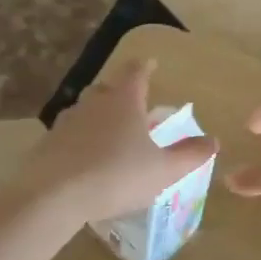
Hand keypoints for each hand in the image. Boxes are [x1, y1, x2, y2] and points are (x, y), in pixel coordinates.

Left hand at [24, 59, 217, 224]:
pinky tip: (85, 158)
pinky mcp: (47, 144)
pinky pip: (69, 134)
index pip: (135, 72)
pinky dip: (80, 139)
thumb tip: (213, 140)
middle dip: (120, 92)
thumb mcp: (163, 170)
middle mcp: (93, 103)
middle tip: (132, 104)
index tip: (150, 63)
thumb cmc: (117, 175)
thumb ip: (189, 155)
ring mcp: (66, 122)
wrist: (53, 196)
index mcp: (124, 100)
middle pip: (107, 88)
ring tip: (109, 134)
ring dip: (98, 116)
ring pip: (85, 110)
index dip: (145, 66)